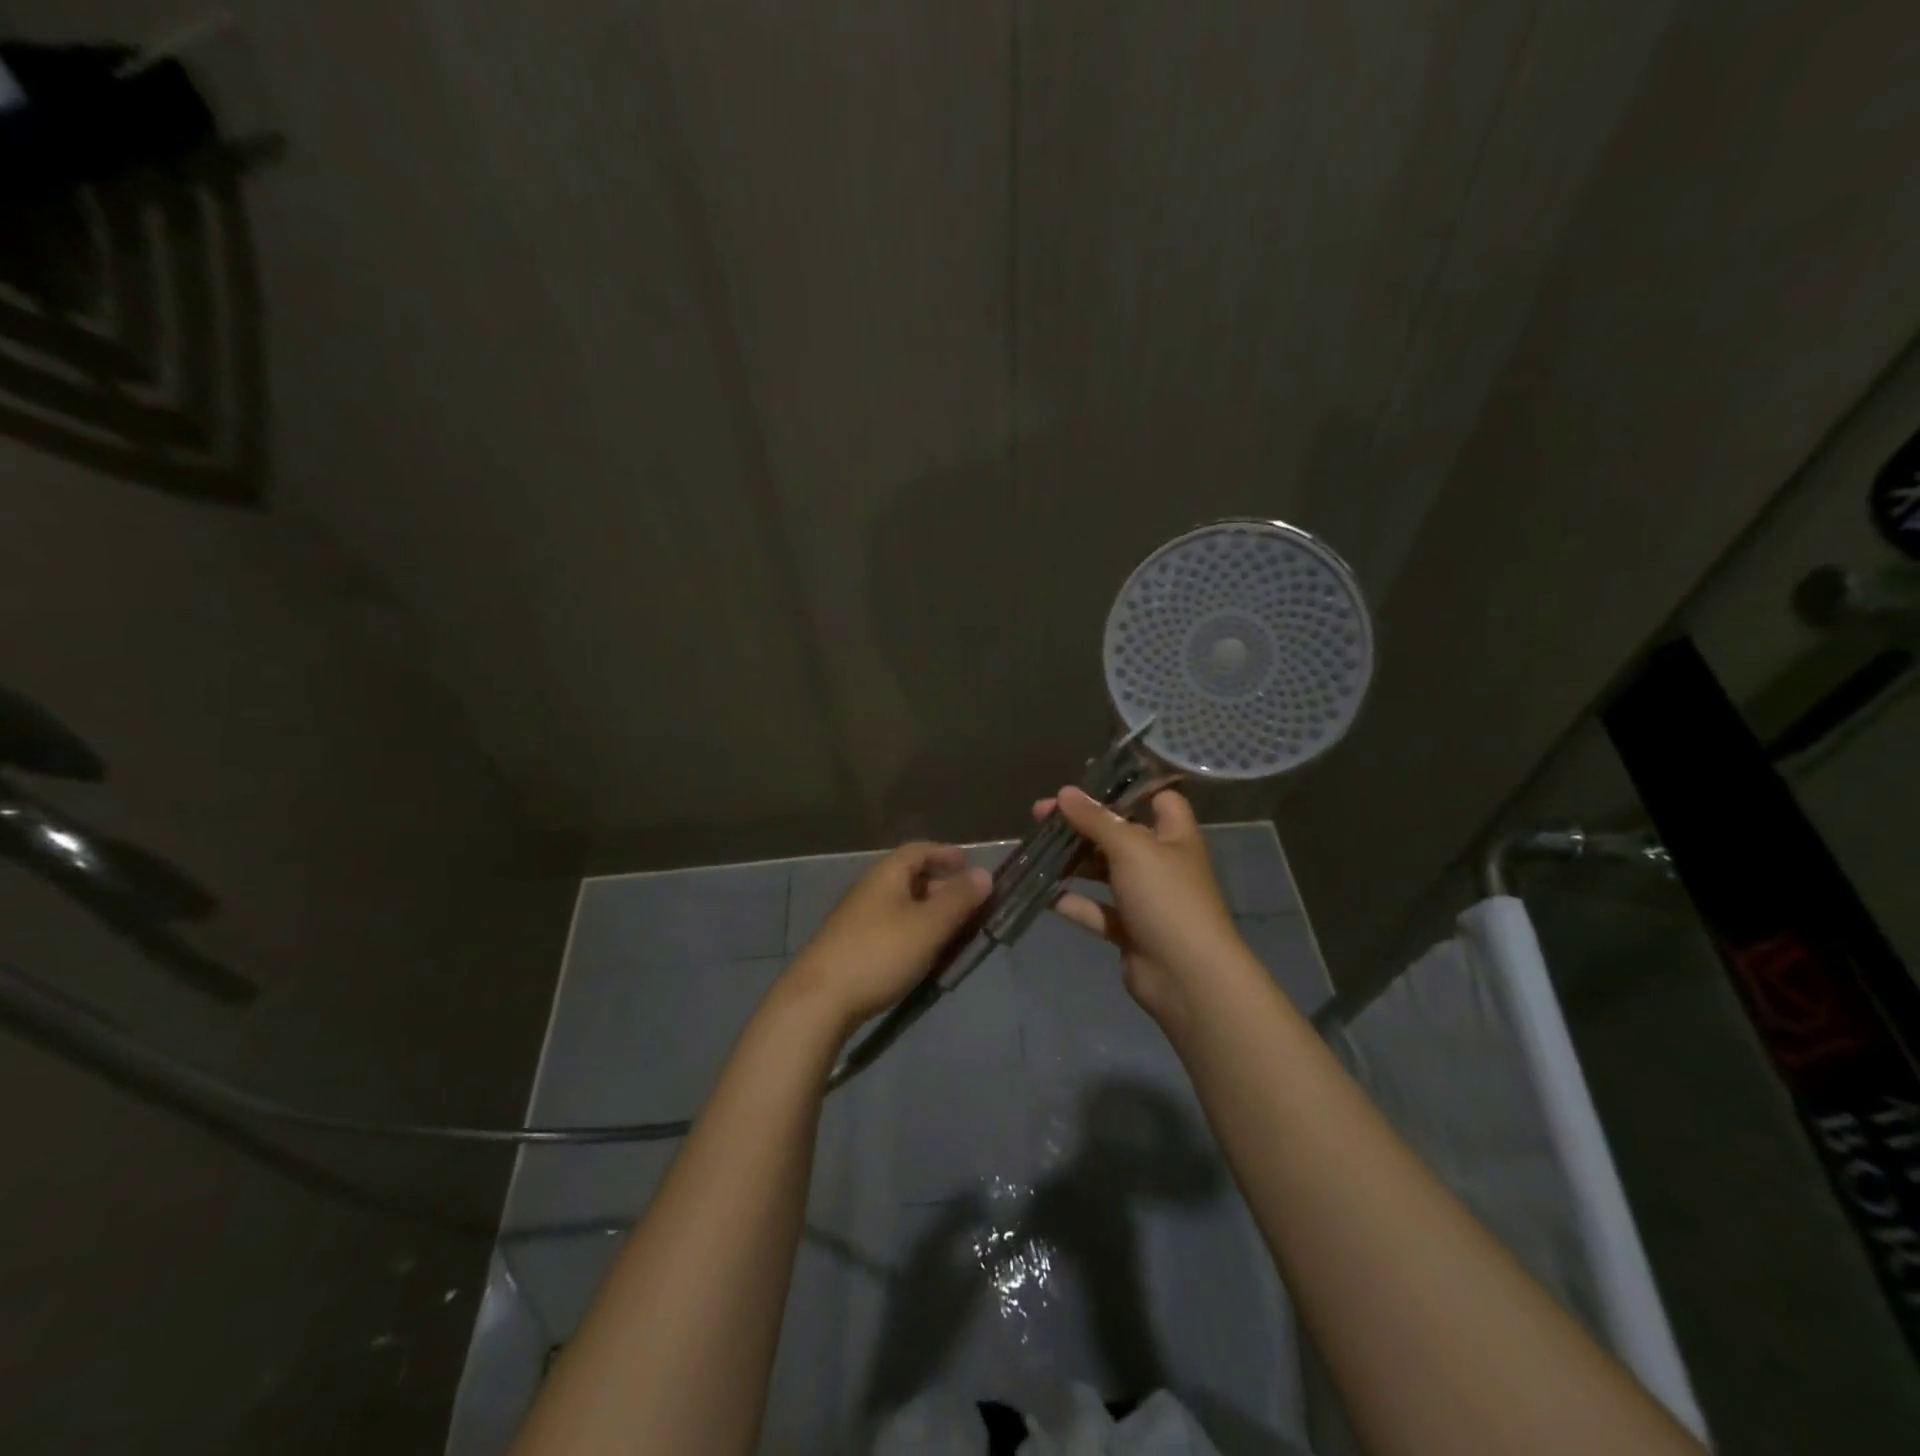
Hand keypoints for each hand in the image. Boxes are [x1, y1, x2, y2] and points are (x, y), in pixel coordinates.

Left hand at [784, 843, 991, 1035]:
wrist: (818, 1001)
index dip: (946, 854)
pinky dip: (914, 933)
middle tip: (970, 906)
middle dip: (942, 887)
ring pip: (902, 906)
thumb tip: (984, 873)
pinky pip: (892, 929)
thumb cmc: (879, 954)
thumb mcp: (928, 926)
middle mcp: (870, 890)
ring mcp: (858, 920)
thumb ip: (958, 899)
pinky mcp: (852, 947)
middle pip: (910, 878)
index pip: (919, 850)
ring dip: (929, 914)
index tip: (970, 866)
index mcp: (886, 875)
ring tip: (953, 934)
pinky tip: (924, 957)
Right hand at [1036, 786, 1247, 1027]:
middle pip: (1120, 834)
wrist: (1187, 977)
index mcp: (1175, 836)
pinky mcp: (1129, 930)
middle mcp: (1162, 863)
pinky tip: (1041, 893)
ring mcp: (1145, 899)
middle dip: (1083, 824)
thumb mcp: (1131, 848)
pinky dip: (1072, 902)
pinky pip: (1096, 909)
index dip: (1129, 789)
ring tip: (1035, 848)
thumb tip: (1064, 792)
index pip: (1160, 799)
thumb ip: (1096, 819)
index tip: (1089, 783)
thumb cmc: (1167, 898)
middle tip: (1041, 815)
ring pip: (1104, 872)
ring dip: (1073, 861)